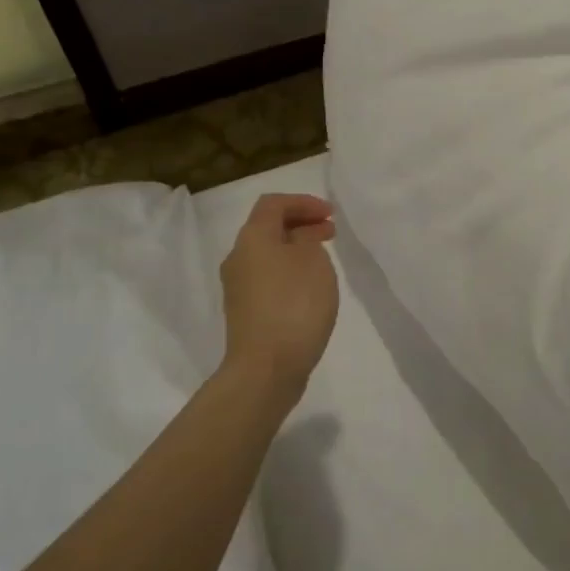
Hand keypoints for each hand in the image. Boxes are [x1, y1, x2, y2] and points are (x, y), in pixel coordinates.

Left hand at [218, 193, 339, 404]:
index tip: (331, 214)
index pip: (273, 204)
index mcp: (252, 239)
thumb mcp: (313, 260)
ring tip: (324, 259)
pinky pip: (268, 278)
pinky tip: (310, 287)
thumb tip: (297, 242)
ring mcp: (239, 287)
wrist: (266, 368)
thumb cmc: (294, 305)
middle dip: (301, 224)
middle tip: (331, 232)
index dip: (303, 202)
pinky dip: (290, 271)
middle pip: (268, 228)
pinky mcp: (246, 312)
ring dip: (296, 249)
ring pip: (269, 254)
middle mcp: (239, 258)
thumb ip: (307, 239)